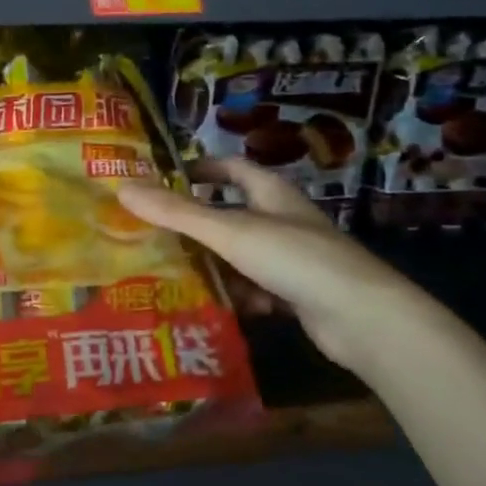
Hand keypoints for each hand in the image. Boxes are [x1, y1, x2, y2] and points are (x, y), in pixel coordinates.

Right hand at [116, 158, 433, 376]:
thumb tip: (123, 188)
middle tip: (156, 234)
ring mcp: (294, 258)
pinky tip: (220, 307)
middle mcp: (283, 219)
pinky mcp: (299, 293)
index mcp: (271, 193)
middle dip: (197, 225)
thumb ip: (177, 212)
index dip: (200, 168)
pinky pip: (258, 288)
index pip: (232, 167)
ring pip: (242, 255)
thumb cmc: (295, 258)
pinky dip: (240, 295)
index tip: (166, 178)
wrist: (363, 318)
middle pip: (232, 214)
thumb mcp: (229, 231)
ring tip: (176, 275)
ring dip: (216, 265)